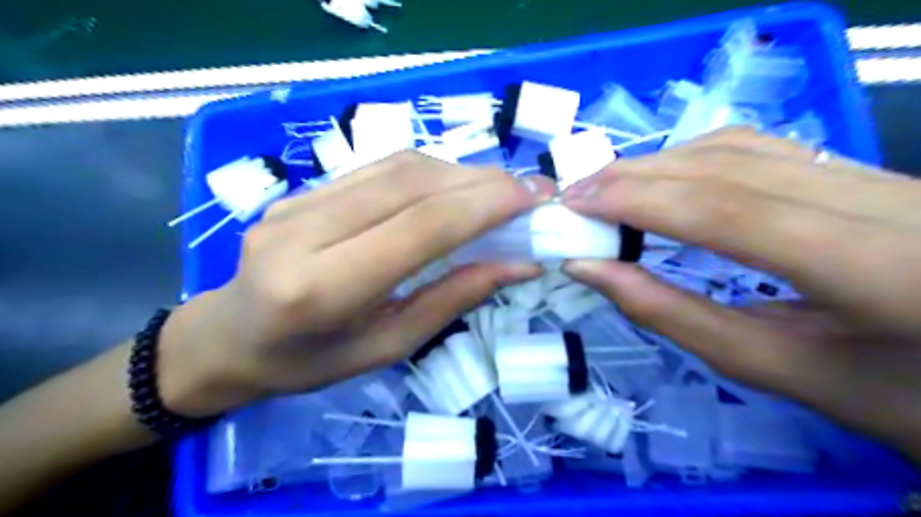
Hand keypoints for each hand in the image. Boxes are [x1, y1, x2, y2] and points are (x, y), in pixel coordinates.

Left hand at [155, 151, 551, 418]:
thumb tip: (519, 265)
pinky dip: (429, 173)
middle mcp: (304, 232)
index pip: (419, 227)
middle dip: (480, 182)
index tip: (531, 199)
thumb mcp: (388, 346)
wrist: (230, 337)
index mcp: (322, 289)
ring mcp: (296, 202)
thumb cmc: (309, 362)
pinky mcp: (300, 190)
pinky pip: (377, 168)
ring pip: (396, 167)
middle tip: (526, 191)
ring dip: (458, 173)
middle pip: (410, 185)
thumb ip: (453, 299)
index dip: (483, 205)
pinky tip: (453, 188)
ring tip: (497, 190)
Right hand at [557, 128, 919, 459]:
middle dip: (635, 176)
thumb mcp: (776, 369)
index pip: (724, 210)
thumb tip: (590, 270)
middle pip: (727, 165)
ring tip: (606, 188)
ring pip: (741, 146)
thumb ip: (673, 315)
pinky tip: (660, 178)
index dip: (637, 201)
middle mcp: (882, 199)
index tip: (573, 206)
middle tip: (575, 196)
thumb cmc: (891, 394)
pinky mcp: (860, 171)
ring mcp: (876, 175)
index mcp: (875, 266)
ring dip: (659, 163)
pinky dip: (693, 158)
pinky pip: (760, 149)